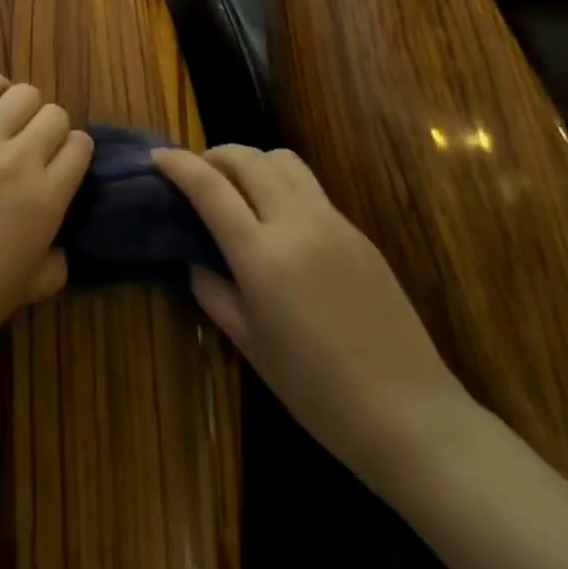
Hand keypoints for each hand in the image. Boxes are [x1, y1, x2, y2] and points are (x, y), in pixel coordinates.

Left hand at [0, 73, 91, 378]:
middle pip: (54, 114)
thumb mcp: (27, 292)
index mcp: (47, 199)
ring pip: (21, 94)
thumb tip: (59, 245)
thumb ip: (53, 264)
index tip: (58, 167)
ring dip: (21, 108)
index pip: (80, 146)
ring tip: (6, 126)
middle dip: (49, 130)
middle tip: (30, 151)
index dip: (72, 154)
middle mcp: (19, 160)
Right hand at [154, 146, 470, 486]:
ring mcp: (333, 222)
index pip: (210, 187)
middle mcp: (296, 223)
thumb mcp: (250, 345)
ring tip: (237, 188)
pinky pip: (310, 187)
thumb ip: (213, 292)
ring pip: (284, 160)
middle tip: (197, 174)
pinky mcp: (358, 232)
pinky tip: (277, 219)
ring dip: (252, 161)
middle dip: (215, 155)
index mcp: (262, 255)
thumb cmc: (318, 392)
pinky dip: (281, 183)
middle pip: (249, 158)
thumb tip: (195, 260)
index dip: (178, 165)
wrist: (410, 414)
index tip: (157, 157)